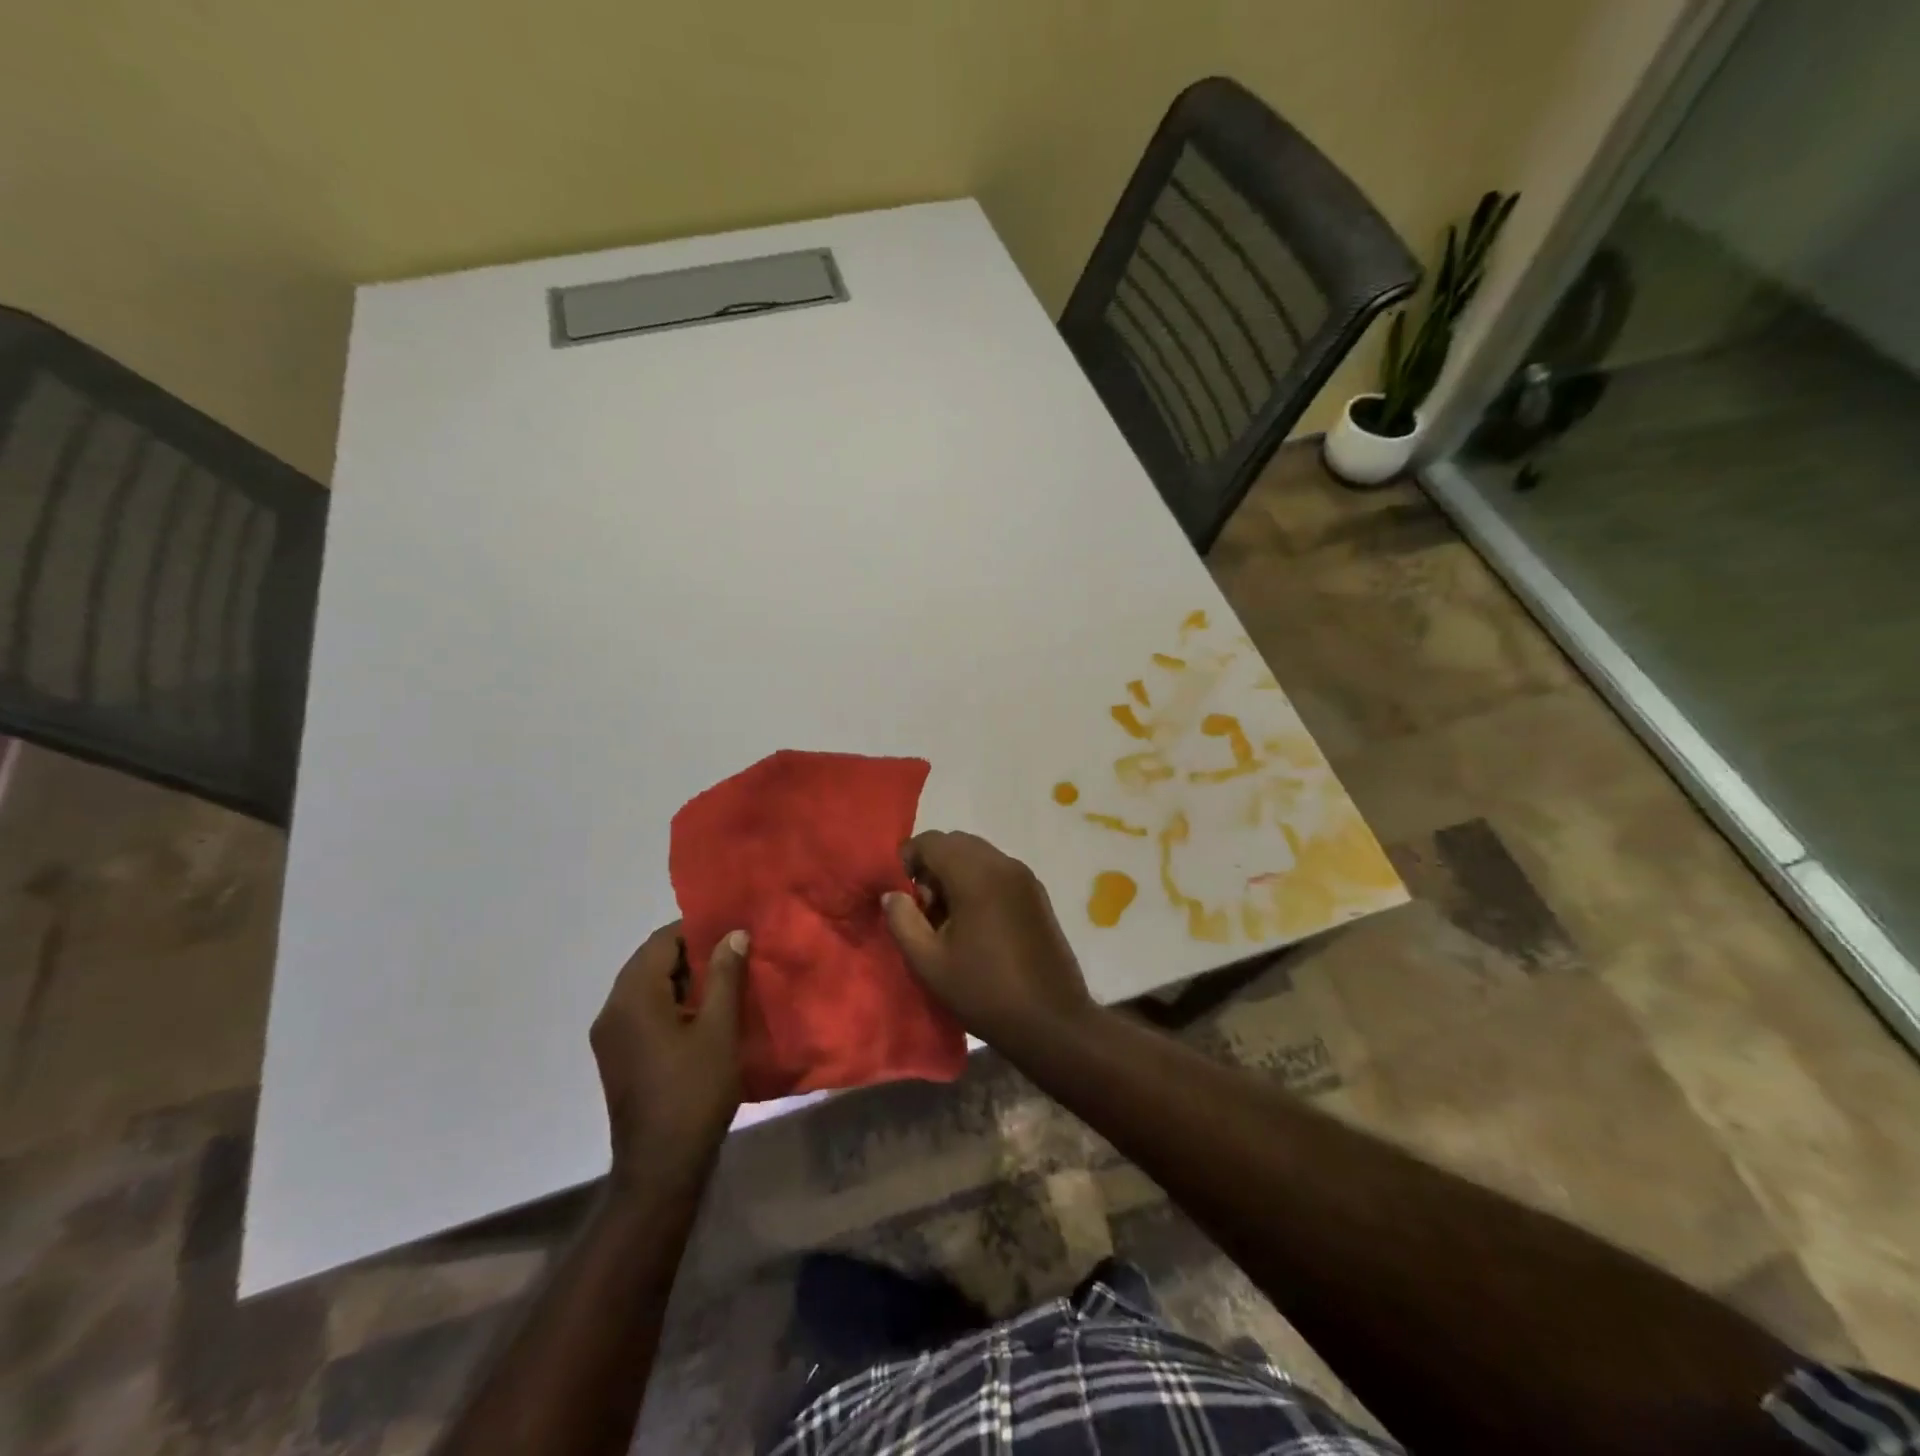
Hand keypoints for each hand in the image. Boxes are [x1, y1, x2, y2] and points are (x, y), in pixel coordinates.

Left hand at [590, 922, 746, 1182]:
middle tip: (733, 952)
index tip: (731, 930)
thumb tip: (733, 934)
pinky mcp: (617, 1055)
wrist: (660, 1166)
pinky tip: (702, 1013)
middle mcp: (612, 1010)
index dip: (696, 929)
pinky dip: (670, 1000)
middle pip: (649, 961)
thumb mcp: (719, 1029)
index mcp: (633, 997)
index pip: (661, 941)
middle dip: (690, 952)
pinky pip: (642, 1010)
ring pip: (646, 986)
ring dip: (681, 977)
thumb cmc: (694, 1091)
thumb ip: (725, 976)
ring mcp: (610, 1035)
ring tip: (724, 979)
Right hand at [881, 830, 1095, 1051]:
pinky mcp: (1038, 895)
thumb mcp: (929, 962)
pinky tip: (976, 925)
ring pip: (979, 856)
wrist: (1052, 1021)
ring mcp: (1025, 878)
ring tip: (947, 921)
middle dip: (932, 866)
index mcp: (976, 875)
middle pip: (957, 843)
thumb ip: (903, 920)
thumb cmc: (984, 992)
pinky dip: (979, 882)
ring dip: (956, 874)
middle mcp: (1004, 865)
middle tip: (923, 909)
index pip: (932, 841)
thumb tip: (893, 894)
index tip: (900, 895)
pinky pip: (998, 872)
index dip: (908, 860)